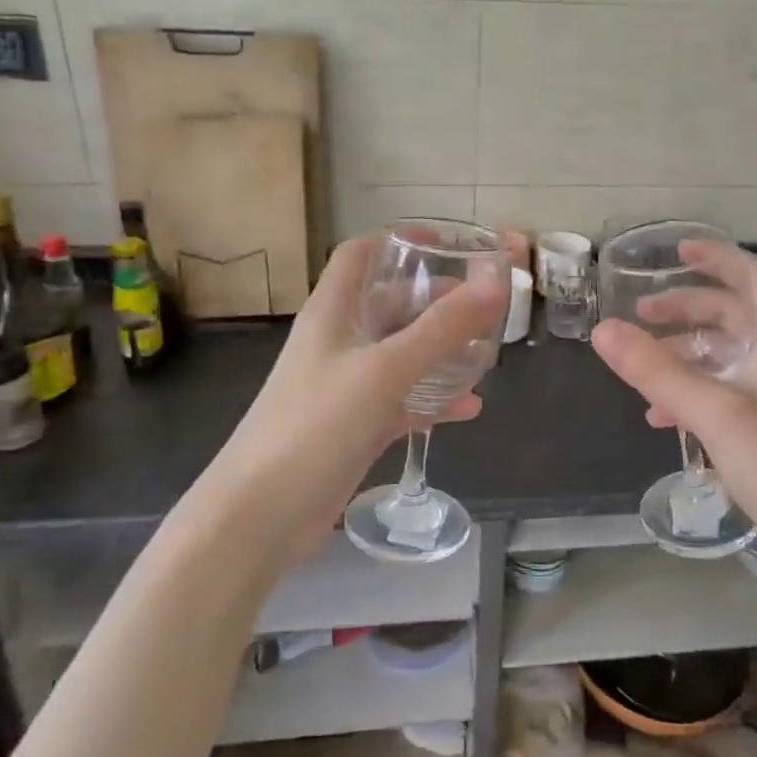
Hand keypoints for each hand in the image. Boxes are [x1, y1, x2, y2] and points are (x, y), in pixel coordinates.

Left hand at [188, 237, 508, 555]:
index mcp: (333, 311)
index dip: (400, 241)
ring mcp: (346, 385)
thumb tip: (496, 280)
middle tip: (485, 304)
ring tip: (485, 352)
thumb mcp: (385, 369)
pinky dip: (433, 399)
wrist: (260, 515)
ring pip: (400, 353)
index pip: (360, 255)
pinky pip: (402, 400)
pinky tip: (469, 408)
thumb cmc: (317, 424)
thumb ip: (442, 326)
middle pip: (389, 303)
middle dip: (436, 299)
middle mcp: (338, 341)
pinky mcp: (355, 426)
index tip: (448, 245)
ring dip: (440, 350)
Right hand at [590, 241, 756, 578]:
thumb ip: (655, 370)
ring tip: (641, 364)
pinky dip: (691, 391)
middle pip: (733, 313)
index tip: (676, 253)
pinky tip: (660, 416)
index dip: (718, 257)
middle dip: (687, 306)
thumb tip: (602, 329)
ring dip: (684, 352)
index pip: (754, 277)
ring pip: (725, 355)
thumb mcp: (713, 412)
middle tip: (642, 313)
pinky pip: (724, 392)